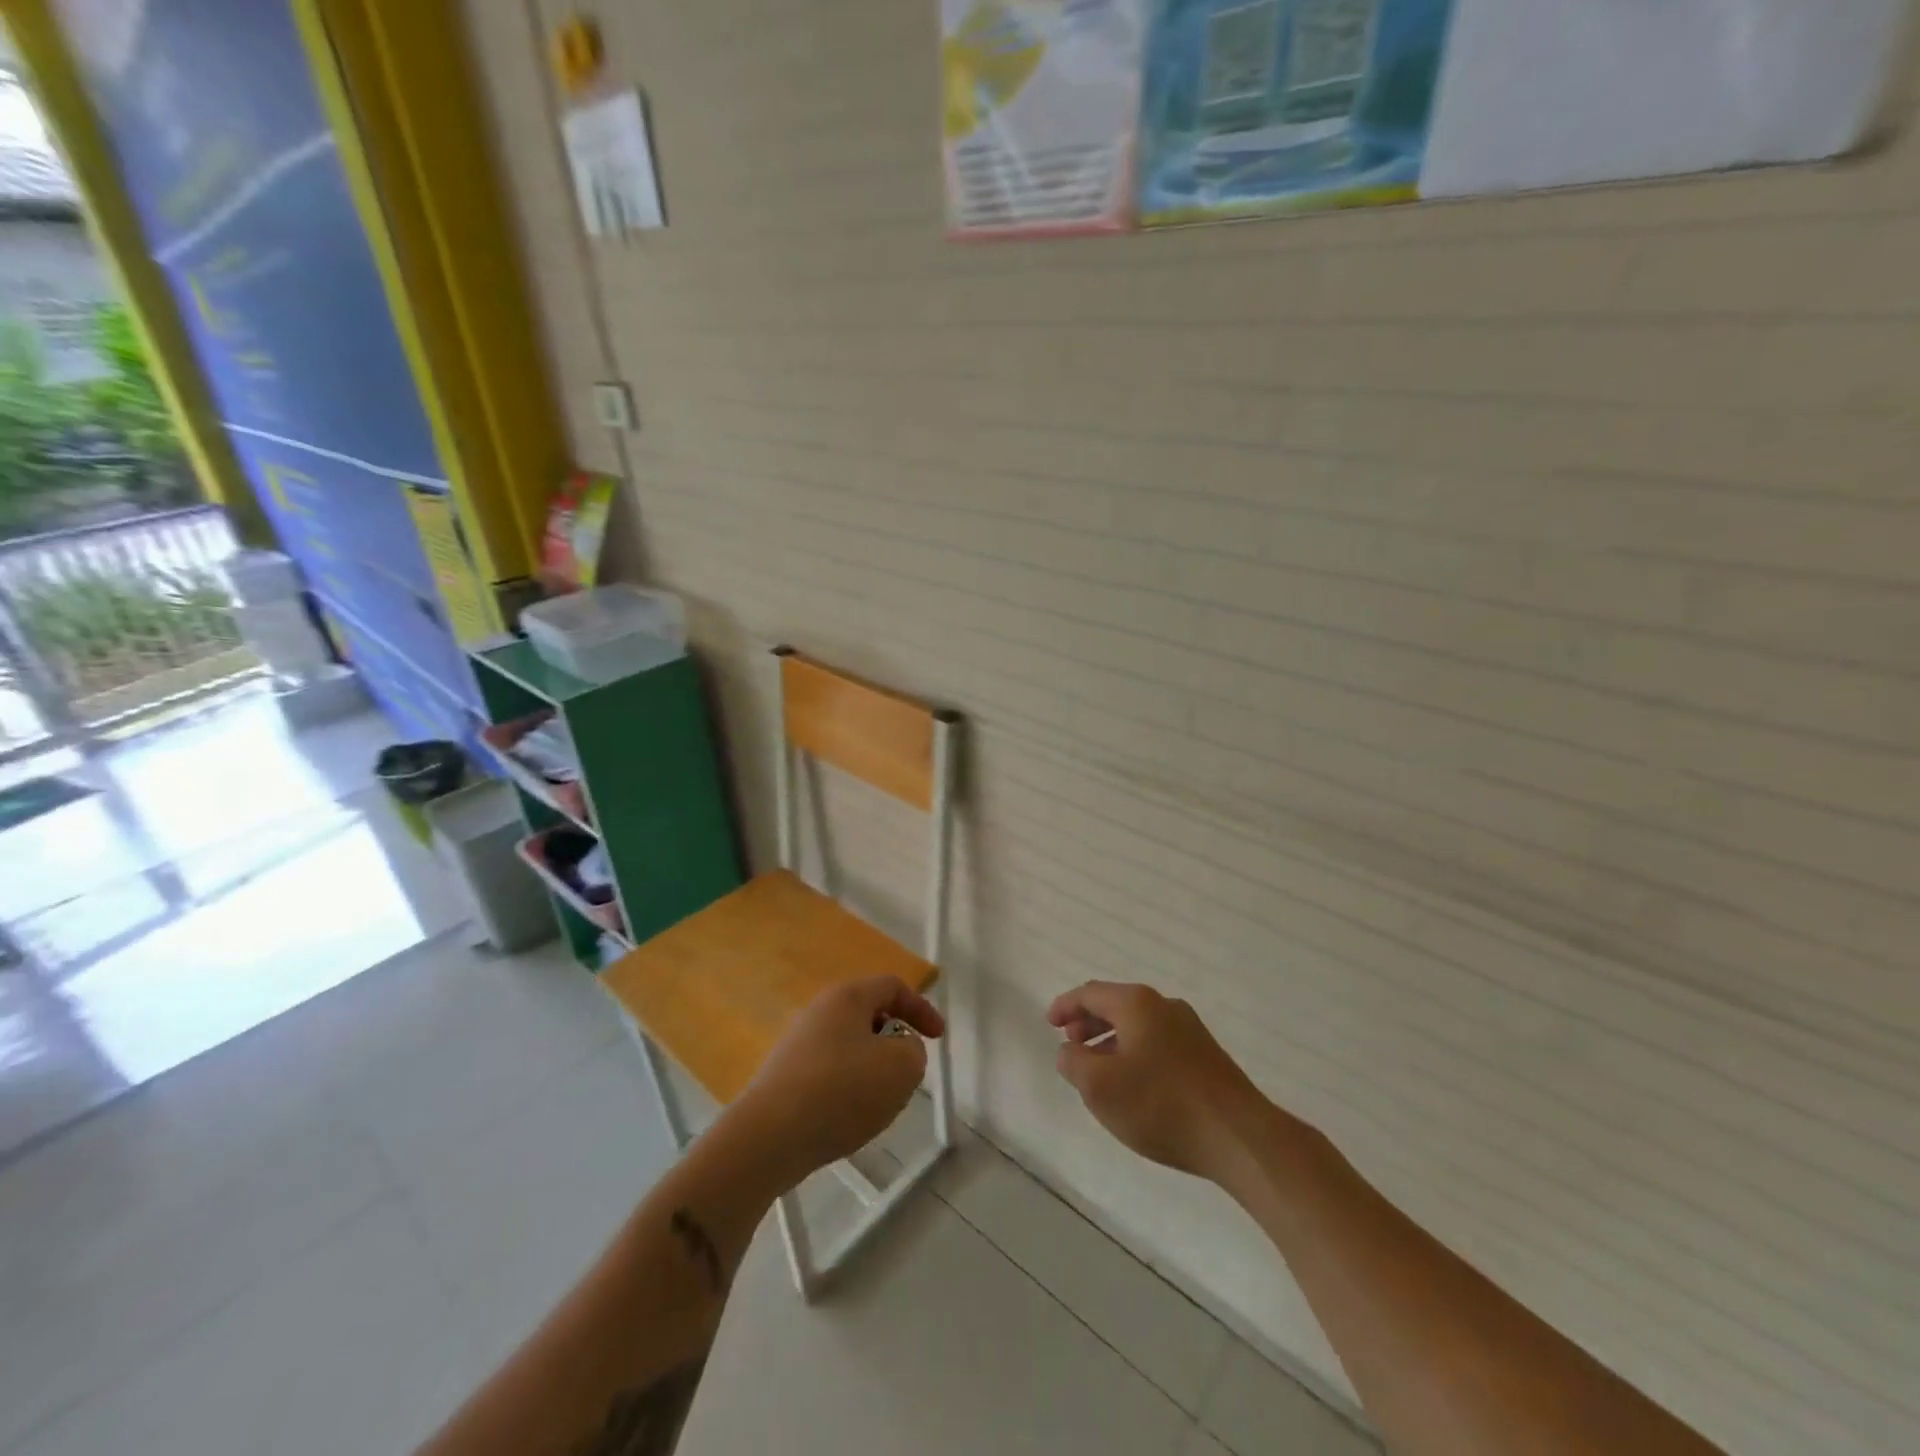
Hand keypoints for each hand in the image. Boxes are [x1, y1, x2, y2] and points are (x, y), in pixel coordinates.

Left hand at [732, 976, 944, 1190]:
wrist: (768, 1137)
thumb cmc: (841, 1091)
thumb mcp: (901, 1067)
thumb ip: (914, 1050)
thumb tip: (900, 1049)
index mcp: (847, 997)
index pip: (893, 986)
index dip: (922, 1008)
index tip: (939, 1038)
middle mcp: (819, 1011)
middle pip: (870, 1016)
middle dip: (895, 1042)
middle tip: (906, 1074)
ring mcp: (798, 1044)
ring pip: (851, 1048)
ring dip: (873, 1069)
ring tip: (878, 1104)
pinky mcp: (786, 1076)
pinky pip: (830, 1073)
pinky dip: (848, 1089)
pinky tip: (847, 1119)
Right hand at [1050, 981, 1265, 1180]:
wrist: (1238, 1136)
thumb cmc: (1160, 1104)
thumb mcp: (1100, 1087)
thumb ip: (1074, 1063)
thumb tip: (1069, 1051)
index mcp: (1137, 1003)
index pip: (1090, 993)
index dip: (1065, 1006)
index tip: (1050, 1023)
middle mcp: (1164, 1006)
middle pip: (1116, 1005)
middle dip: (1089, 1022)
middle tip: (1071, 1044)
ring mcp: (1190, 1030)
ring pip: (1139, 1025)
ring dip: (1112, 1040)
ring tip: (1098, 1069)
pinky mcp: (1206, 1056)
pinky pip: (1158, 1043)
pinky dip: (1135, 1052)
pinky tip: (1134, 1085)